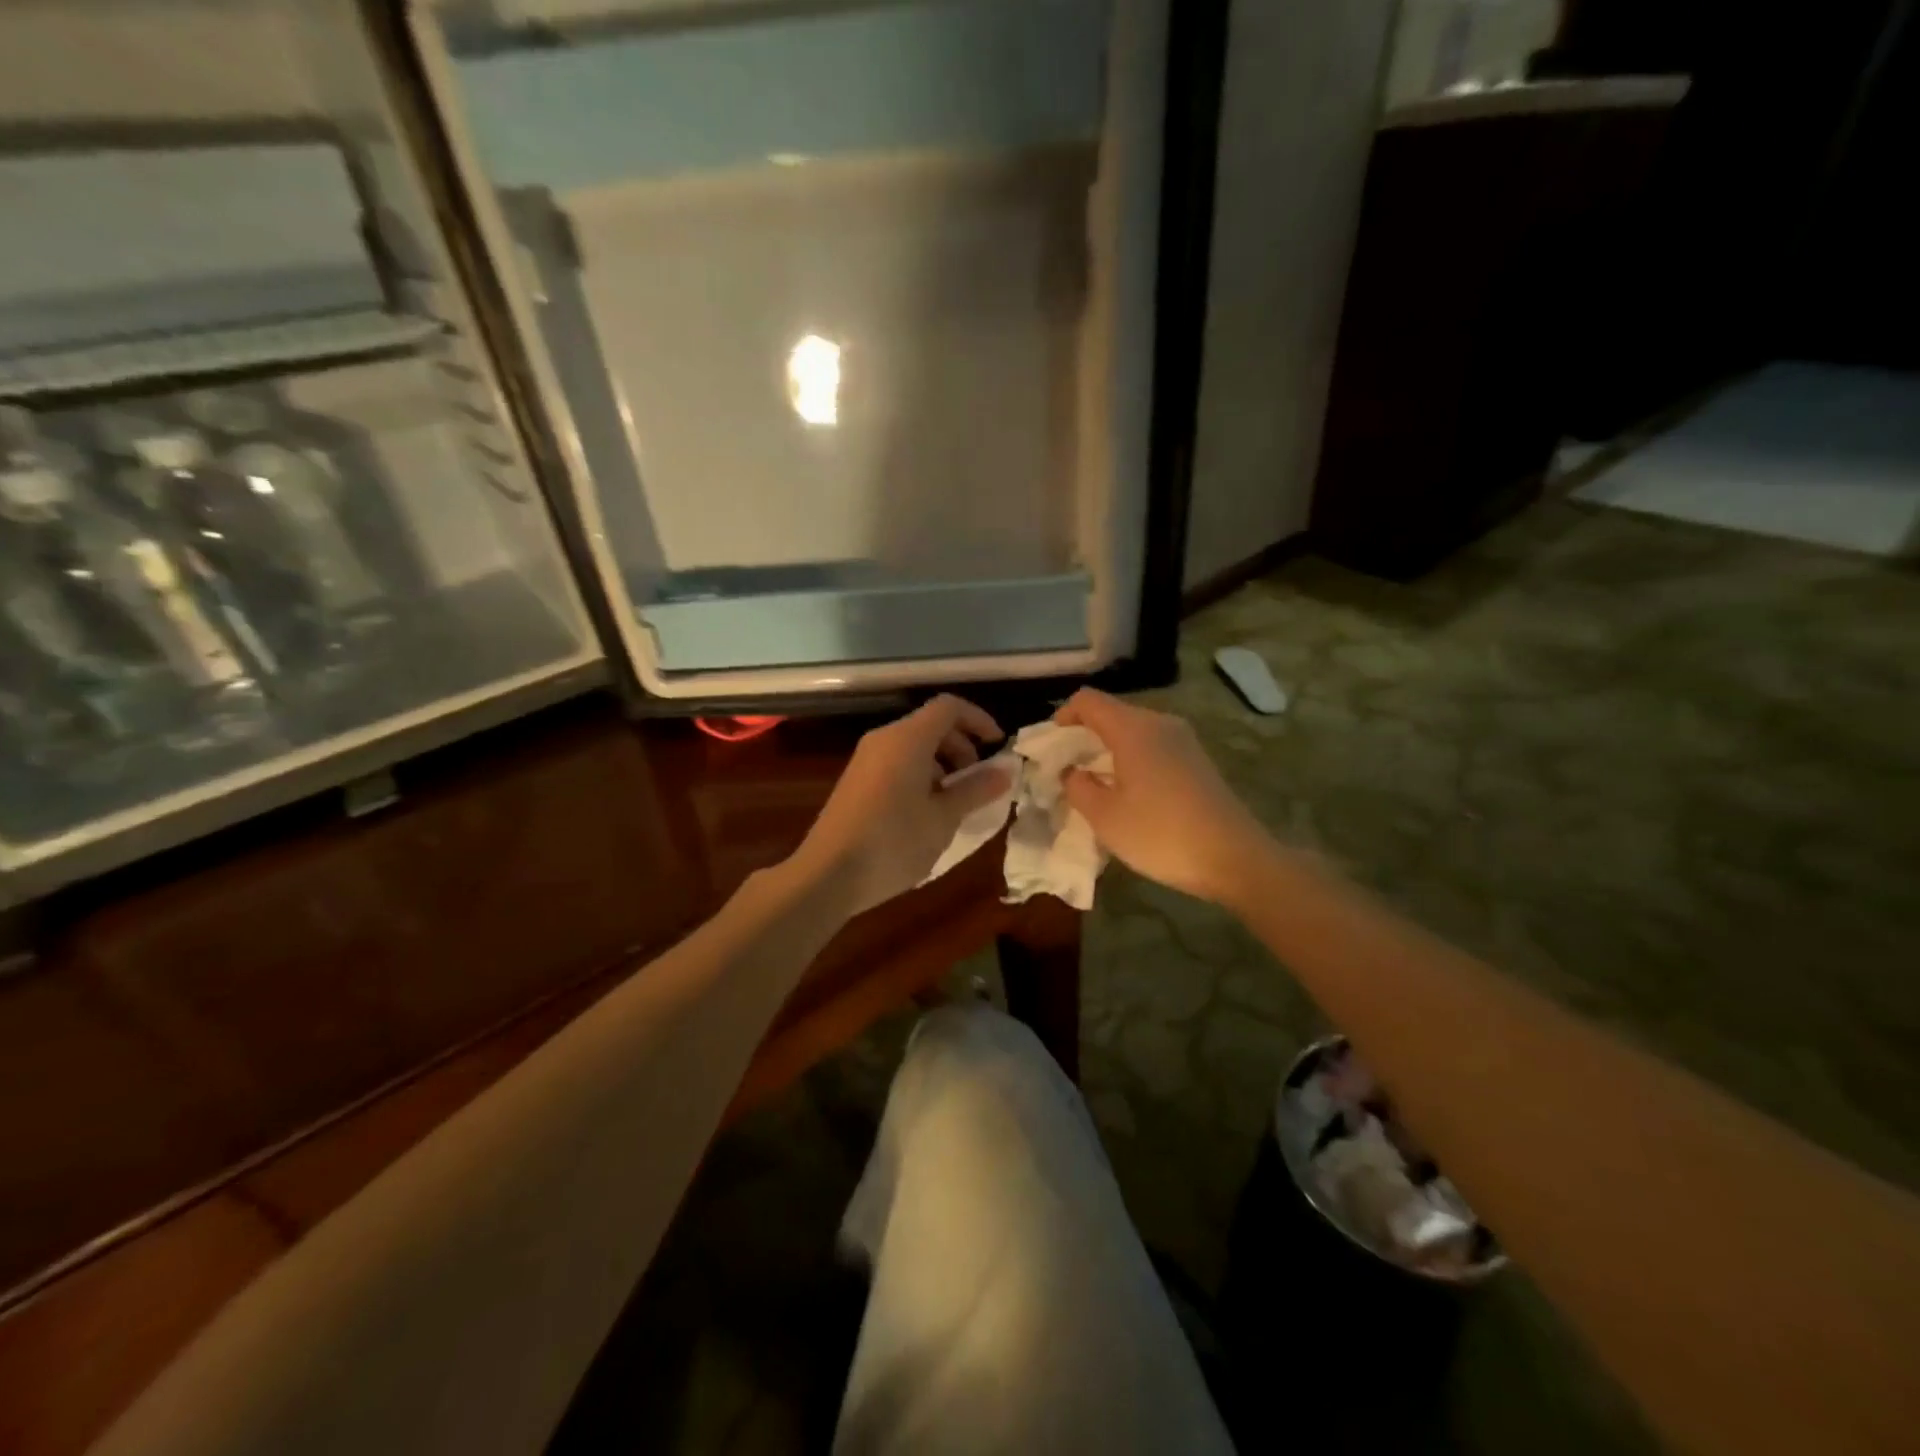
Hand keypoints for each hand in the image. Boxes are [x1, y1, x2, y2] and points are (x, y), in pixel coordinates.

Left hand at [792, 695, 1011, 915]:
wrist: (828, 873)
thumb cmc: (894, 842)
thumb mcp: (943, 818)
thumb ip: (975, 790)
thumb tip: (1005, 771)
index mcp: (908, 739)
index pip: (949, 707)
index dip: (979, 720)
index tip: (998, 746)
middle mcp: (885, 739)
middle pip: (931, 725)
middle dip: (961, 746)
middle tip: (977, 781)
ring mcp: (866, 759)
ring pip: (913, 746)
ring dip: (942, 764)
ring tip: (955, 801)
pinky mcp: (856, 780)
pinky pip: (896, 762)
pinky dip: (920, 774)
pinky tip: (926, 812)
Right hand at [1055, 688, 1271, 905]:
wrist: (1234, 857)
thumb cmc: (1160, 834)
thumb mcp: (1104, 817)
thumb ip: (1078, 787)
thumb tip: (1072, 771)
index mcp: (1133, 729)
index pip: (1088, 701)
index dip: (1063, 716)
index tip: (1050, 746)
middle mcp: (1159, 723)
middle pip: (1111, 713)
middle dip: (1084, 735)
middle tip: (1066, 769)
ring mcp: (1183, 740)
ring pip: (1133, 730)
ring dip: (1108, 749)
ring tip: (1094, 783)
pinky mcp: (1197, 759)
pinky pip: (1153, 746)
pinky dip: (1131, 758)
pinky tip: (1128, 792)